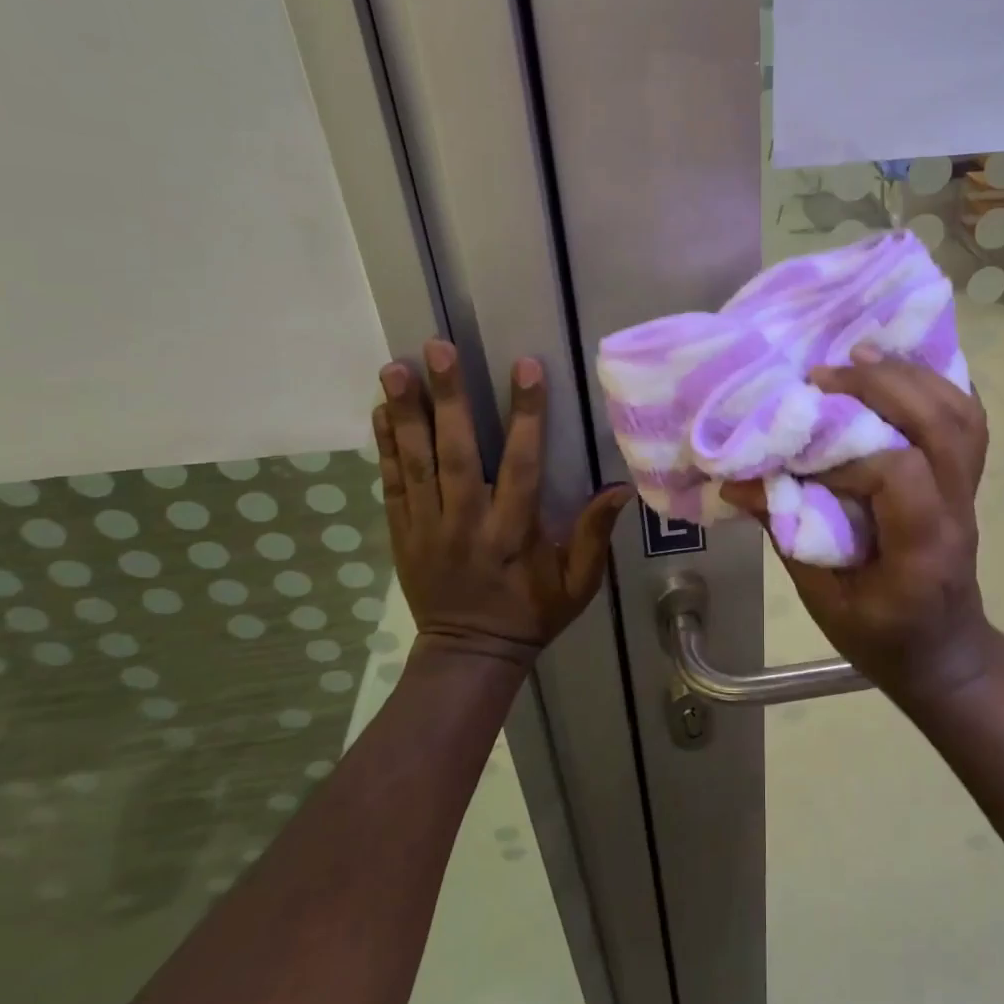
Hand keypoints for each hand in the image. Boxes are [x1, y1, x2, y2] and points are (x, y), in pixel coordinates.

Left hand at [374, 339, 632, 664]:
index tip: (526, 367)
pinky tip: (381, 411)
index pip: (521, 464)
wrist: (469, 655)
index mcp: (512, 532)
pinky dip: (385, 447)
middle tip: (438, 349)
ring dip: (406, 413)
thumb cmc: (532, 614)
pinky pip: (392, 484)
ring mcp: (427, 527)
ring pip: (415, 462)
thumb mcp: (578, 584)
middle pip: (455, 452)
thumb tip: (622, 487)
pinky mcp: (402, 533)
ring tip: (395, 368)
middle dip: (449, 398)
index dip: (525, 415)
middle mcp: (466, 522)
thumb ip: (595, 536)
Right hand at [723, 347, 996, 699]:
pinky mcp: (967, 478)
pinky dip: (938, 382)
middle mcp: (957, 509)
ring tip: (861, 354)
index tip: (808, 459)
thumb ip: (787, 537)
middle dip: (881, 386)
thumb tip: (738, 483)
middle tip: (824, 374)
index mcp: (923, 548)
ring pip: (961, 413)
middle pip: (941, 425)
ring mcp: (969, 490)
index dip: (851, 455)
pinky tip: (900, 366)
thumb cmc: (883, 637)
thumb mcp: (825, 601)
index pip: (901, 474)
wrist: (945, 653)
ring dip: (911, 374)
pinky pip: (968, 417)